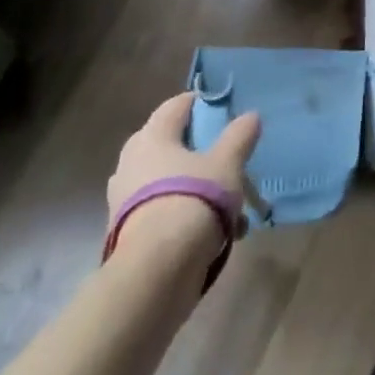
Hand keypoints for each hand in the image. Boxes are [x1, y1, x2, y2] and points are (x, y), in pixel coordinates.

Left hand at [107, 93, 260, 255]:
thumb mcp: (227, 163)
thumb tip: (250, 116)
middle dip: (200, 151)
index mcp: (151, 137)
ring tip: (232, 206)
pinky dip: (188, 215)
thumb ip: (239, 136)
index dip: (201, 103)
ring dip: (198, 188)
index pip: (176, 106)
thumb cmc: (194, 199)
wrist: (157, 270)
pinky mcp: (126, 232)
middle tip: (226, 157)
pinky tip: (220, 234)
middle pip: (170, 144)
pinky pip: (164, 210)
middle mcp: (130, 162)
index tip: (224, 109)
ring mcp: (124, 199)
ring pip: (169, 181)